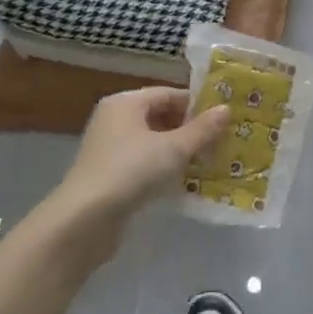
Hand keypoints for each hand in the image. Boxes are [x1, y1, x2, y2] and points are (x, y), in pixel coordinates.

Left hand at [51, 88, 229, 256]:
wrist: (85, 219)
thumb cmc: (131, 171)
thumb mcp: (173, 148)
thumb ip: (201, 130)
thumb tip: (227, 109)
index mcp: (126, 103)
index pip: (169, 93)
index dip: (197, 105)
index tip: (224, 119)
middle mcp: (115, 120)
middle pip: (161, 116)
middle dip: (190, 129)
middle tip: (222, 142)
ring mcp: (111, 149)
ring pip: (154, 142)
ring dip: (180, 151)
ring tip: (211, 162)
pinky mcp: (111, 175)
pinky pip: (145, 163)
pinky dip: (165, 169)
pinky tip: (187, 182)